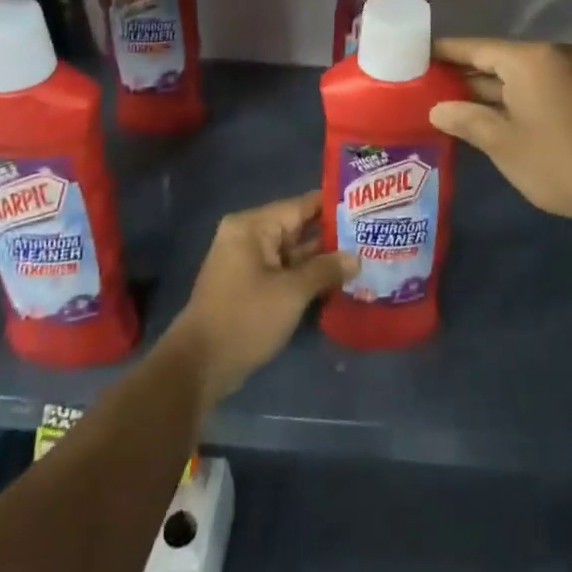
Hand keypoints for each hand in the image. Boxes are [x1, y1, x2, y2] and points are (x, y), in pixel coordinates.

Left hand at [164, 192, 357, 409]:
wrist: (199, 366)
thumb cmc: (245, 318)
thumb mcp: (291, 292)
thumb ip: (325, 270)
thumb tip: (356, 258)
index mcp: (254, 226)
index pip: (301, 205)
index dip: (334, 206)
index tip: (367, 207)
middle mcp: (249, 236)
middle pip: (298, 228)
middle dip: (332, 236)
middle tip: (372, 235)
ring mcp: (248, 263)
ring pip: (293, 253)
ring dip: (322, 259)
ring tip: (363, 257)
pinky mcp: (250, 286)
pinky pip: (284, 272)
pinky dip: (307, 276)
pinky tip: (338, 282)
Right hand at [429, 37, 571, 229]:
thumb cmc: (559, 161)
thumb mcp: (503, 143)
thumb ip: (466, 119)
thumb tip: (438, 108)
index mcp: (529, 58)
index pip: (475, 47)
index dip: (444, 52)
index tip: (415, 55)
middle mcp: (551, 56)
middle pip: (497, 60)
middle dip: (464, 76)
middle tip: (425, 87)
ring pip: (517, 76)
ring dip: (488, 91)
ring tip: (449, 104)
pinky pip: (537, 87)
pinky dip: (512, 99)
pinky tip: (488, 116)